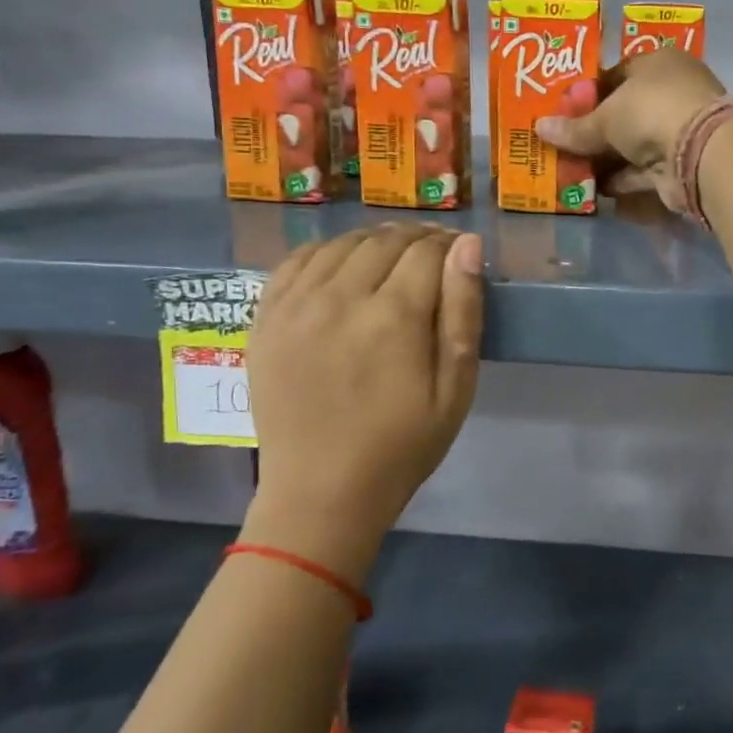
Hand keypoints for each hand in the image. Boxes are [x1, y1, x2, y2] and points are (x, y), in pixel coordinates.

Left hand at [242, 224, 483, 580]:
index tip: (458, 253)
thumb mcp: (455, 388)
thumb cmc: (402, 446)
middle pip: (384, 241)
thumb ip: (463, 312)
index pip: (426, 250)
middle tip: (431, 255)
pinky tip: (340, 265)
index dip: (448, 244)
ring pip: (340, 244)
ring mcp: (295, 307)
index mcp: (394, 317)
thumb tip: (467, 245)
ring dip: (372, 241)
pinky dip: (324, 252)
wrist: (321, 493)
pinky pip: (295, 261)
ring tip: (390, 257)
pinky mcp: (265, 320)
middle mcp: (340, 298)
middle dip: (416, 239)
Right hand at [535, 48, 724, 211]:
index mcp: (659, 64)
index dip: (589, 94)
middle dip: (595, 131)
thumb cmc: (650, 112)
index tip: (564, 112)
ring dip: (606, 159)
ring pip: (634, 144)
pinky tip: (594, 189)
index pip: (617, 74)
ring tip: (570, 170)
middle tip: (563, 144)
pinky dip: (622, 180)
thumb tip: (539, 128)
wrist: (700, 153)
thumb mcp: (605, 117)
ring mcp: (679, 130)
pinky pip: (643, 171)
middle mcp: (672, 93)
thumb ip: (574, 128)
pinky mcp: (680, 164)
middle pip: (625, 112)